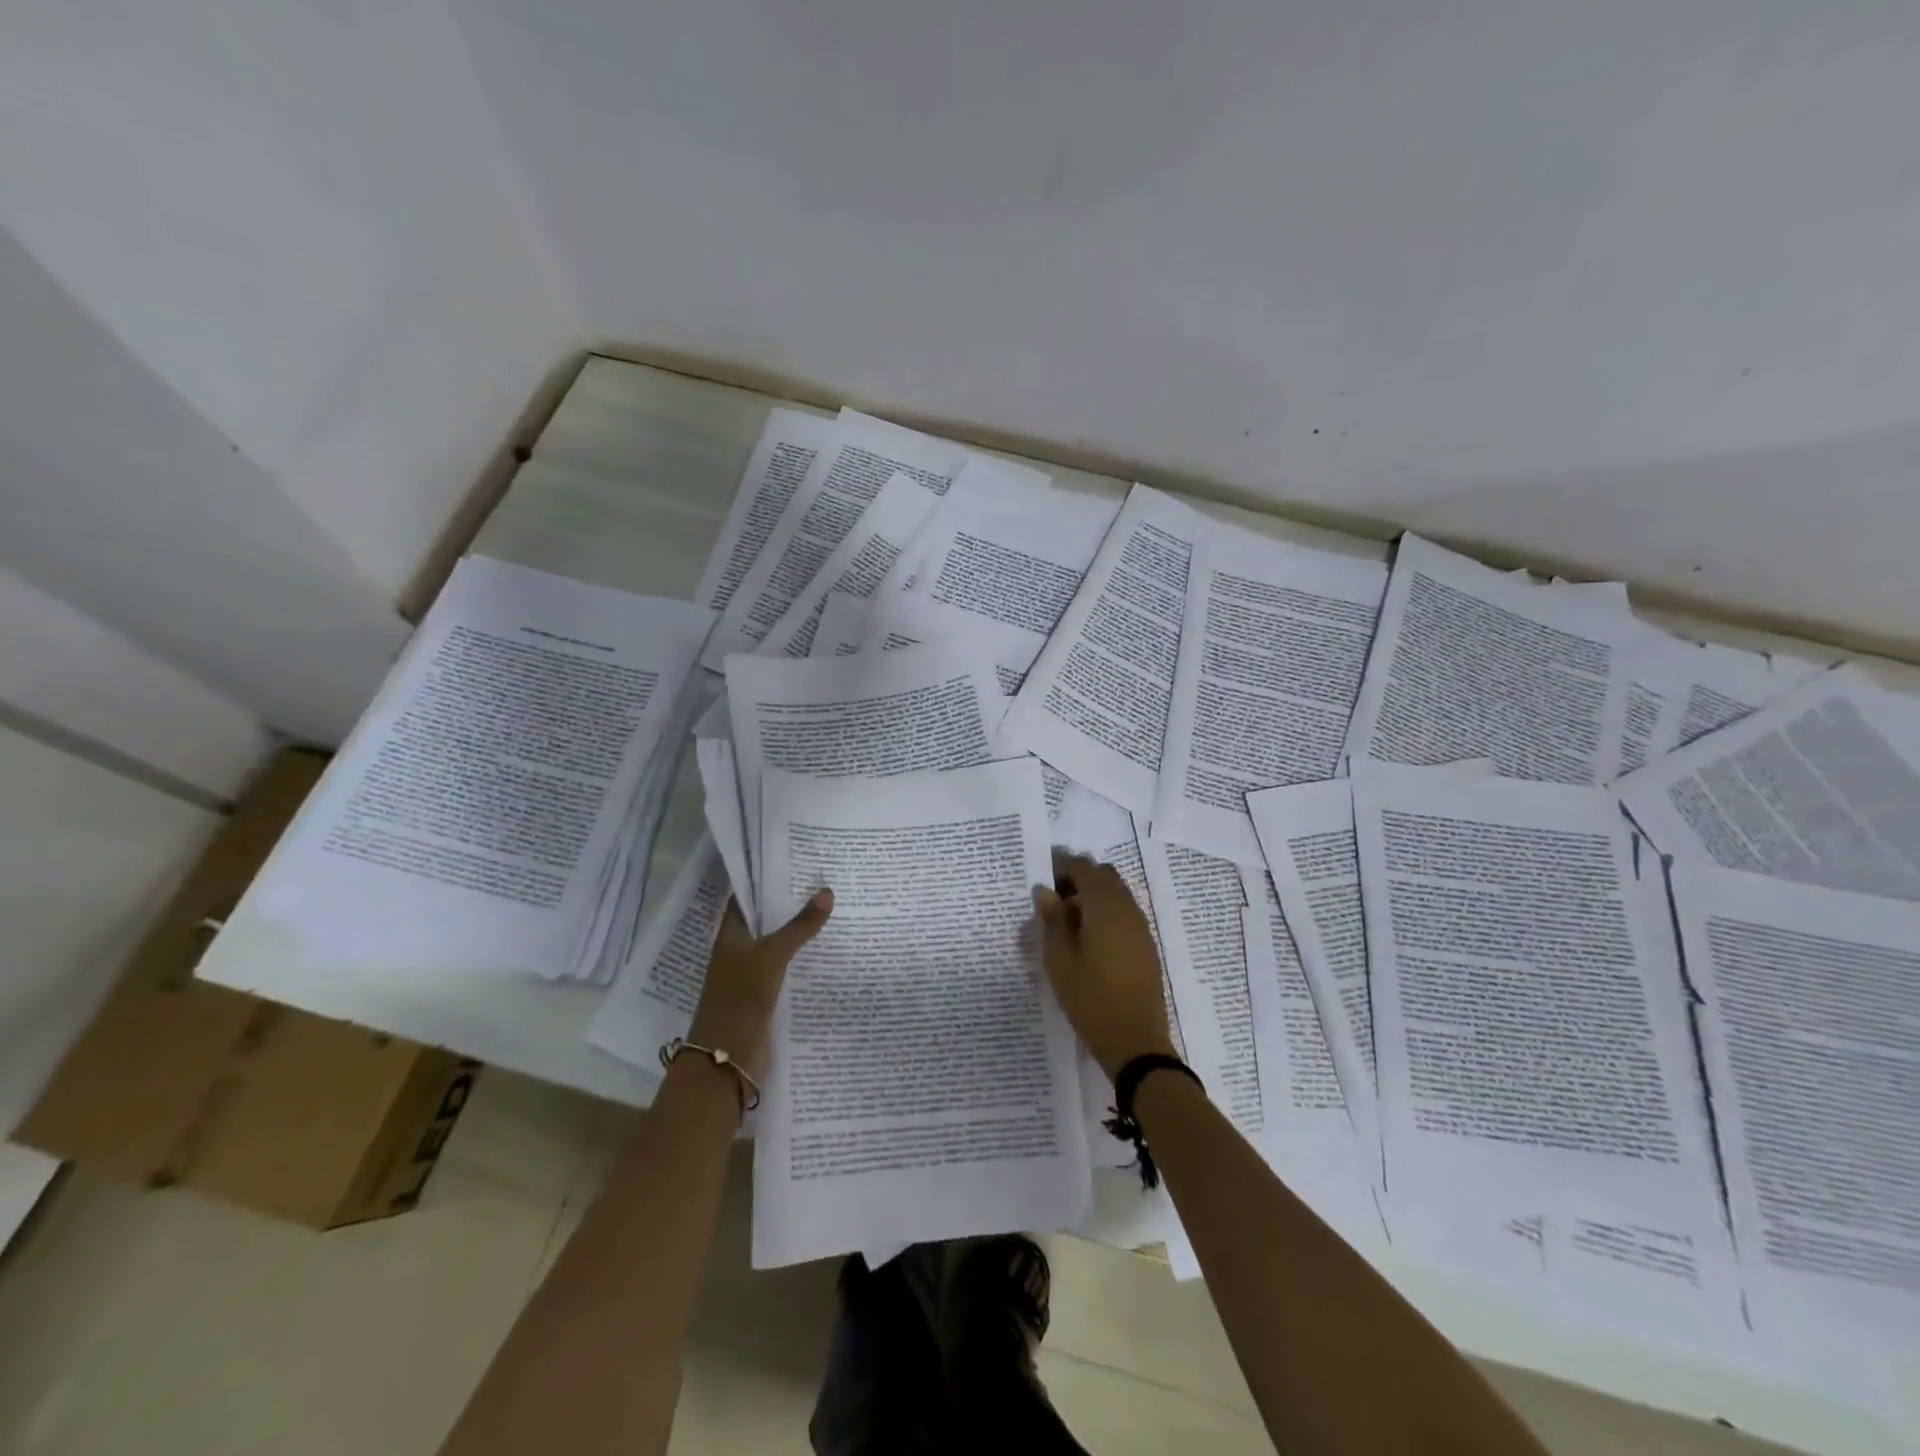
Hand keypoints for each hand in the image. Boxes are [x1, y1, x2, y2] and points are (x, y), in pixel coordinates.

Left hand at [686, 889, 832, 1082]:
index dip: (764, 881)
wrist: (726, 1059)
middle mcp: (737, 952)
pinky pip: (784, 971)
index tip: (794, 865)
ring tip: (831, 913)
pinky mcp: (763, 998)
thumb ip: (800, 926)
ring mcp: (749, 976)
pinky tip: (824, 954)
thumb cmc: (741, 998)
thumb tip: (827, 891)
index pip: (745, 898)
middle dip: (788, 906)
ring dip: (797, 934)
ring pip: (776, 947)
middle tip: (822, 884)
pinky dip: (800, 962)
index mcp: (730, 936)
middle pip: (763, 922)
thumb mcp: (773, 956)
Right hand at [1034, 852, 1176, 1080]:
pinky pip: (1124, 913)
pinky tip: (1088, 940)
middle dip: (1078, 879)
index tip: (1042, 879)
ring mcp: (1140, 927)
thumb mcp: (1060, 960)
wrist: (1136, 1041)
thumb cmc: (1091, 998)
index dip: (1061, 866)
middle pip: (1103, 875)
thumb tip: (1045, 891)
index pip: (1083, 867)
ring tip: (1068, 924)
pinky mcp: (1146, 945)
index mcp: (1104, 906)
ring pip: (1116, 893)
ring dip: (1093, 896)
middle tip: (1054, 902)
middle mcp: (1127, 908)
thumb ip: (1052, 920)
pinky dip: (1106, 913)